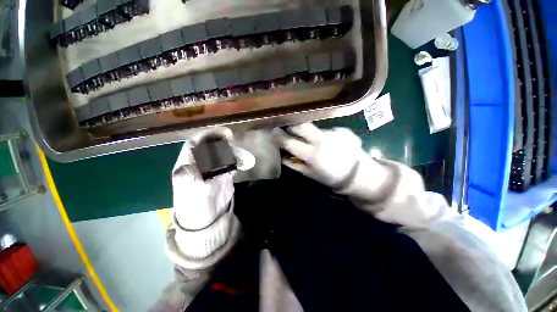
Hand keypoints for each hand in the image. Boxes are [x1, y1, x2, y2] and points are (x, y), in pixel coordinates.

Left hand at [172, 127, 254, 229]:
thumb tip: (189, 166)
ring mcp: (212, 168)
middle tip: (234, 141)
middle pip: (210, 146)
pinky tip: (245, 162)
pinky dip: (238, 161)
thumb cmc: (194, 208)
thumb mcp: (191, 194)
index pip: (195, 144)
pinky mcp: (222, 174)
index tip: (223, 133)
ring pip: (222, 153)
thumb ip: (190, 180)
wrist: (207, 220)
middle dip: (222, 142)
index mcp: (187, 165)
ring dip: (233, 152)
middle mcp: (199, 164)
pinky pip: (230, 162)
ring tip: (244, 156)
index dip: (208, 136)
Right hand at [273, 123, 364, 189]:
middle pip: (302, 125)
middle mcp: (322, 140)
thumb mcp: (309, 174)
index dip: (280, 137)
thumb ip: (294, 164)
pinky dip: (322, 134)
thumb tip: (282, 154)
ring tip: (312, 139)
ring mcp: (333, 133)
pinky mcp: (342, 130)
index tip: (273, 133)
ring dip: (308, 131)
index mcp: (312, 154)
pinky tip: (328, 141)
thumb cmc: (330, 177)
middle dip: (292, 124)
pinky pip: (326, 129)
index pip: (290, 142)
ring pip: (314, 127)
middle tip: (288, 127)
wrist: (357, 174)